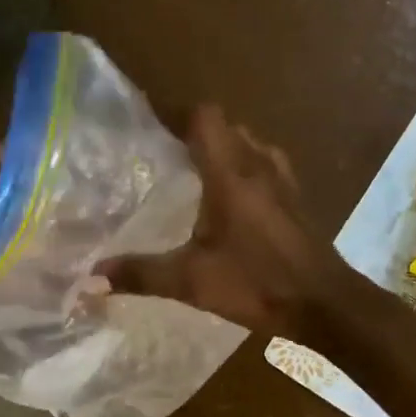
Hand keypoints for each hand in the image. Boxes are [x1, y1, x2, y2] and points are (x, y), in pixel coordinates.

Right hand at [99, 106, 352, 341]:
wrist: (323, 303)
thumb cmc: (257, 284)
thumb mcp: (192, 281)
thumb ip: (141, 274)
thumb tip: (92, 276)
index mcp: (231, 173)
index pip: (204, 118)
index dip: (176, 113)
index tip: (148, 123)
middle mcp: (259, 164)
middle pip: (226, 126)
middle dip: (195, 132)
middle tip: (163, 151)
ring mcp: (283, 178)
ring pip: (249, 143)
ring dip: (224, 147)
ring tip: (194, 168)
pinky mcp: (295, 196)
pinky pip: (265, 162)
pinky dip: (245, 165)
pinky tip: (232, 195)